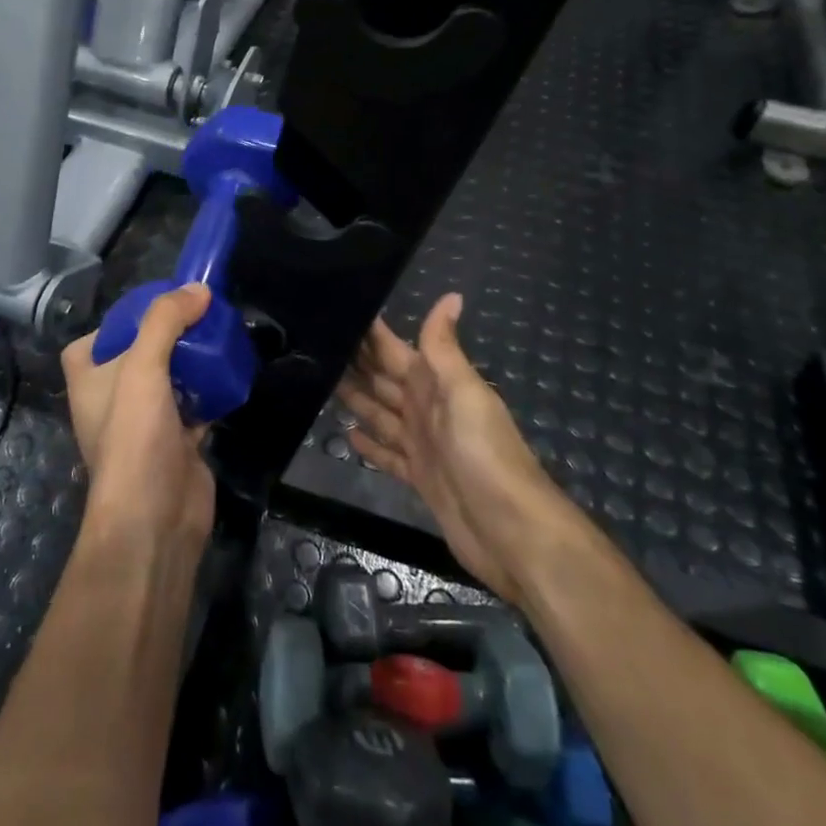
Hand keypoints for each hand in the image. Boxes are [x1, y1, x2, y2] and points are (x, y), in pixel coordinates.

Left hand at [61, 283, 216, 556]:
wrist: (155, 520)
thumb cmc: (134, 438)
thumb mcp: (142, 368)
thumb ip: (165, 321)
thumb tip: (198, 289)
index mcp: (89, 379)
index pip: (94, 339)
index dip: (122, 320)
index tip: (157, 306)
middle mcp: (113, 398)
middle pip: (140, 352)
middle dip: (170, 333)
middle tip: (201, 312)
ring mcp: (146, 421)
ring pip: (171, 376)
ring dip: (193, 359)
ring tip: (220, 333)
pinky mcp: (178, 439)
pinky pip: (195, 402)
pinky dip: (211, 387)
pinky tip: (231, 370)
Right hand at [338, 294, 579, 604]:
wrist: (511, 530)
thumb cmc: (485, 453)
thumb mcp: (463, 393)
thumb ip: (445, 348)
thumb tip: (451, 295)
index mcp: (436, 384)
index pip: (395, 350)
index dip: (371, 334)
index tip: (337, 311)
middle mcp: (427, 409)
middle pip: (384, 380)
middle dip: (355, 363)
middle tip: (314, 345)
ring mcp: (423, 445)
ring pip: (381, 414)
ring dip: (356, 398)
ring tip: (319, 381)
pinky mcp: (419, 478)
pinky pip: (387, 454)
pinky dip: (369, 444)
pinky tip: (345, 433)